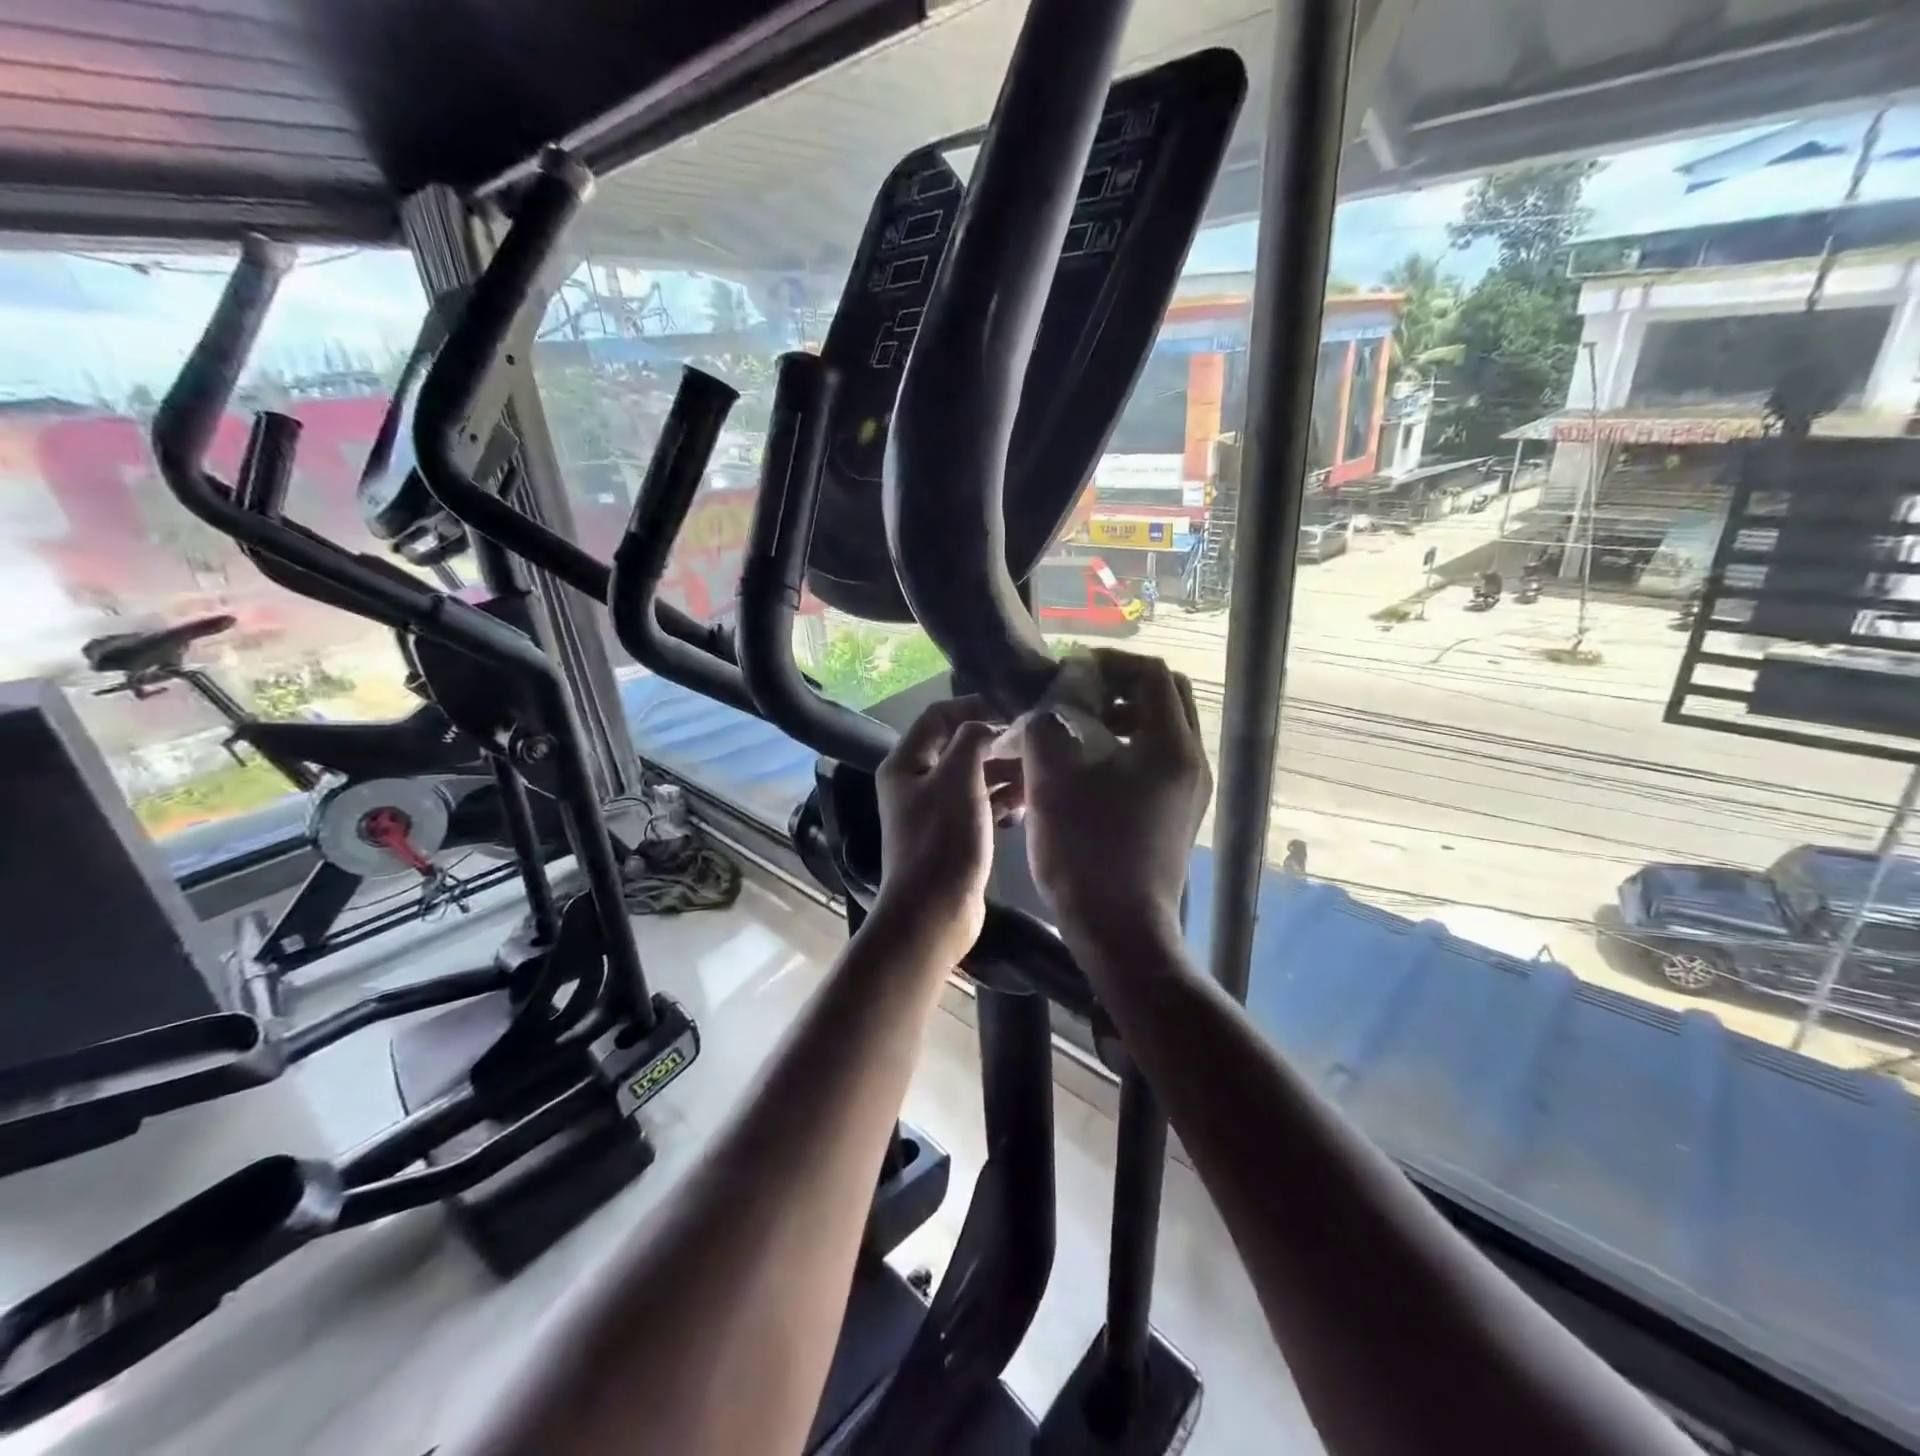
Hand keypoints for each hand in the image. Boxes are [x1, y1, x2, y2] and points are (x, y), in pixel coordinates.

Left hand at [872, 695, 1022, 964]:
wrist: (934, 912)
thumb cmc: (942, 839)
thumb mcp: (958, 778)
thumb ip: (973, 740)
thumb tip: (990, 726)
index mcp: (906, 762)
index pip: (938, 716)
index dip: (973, 706)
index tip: (1012, 709)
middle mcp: (917, 781)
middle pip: (958, 745)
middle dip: (995, 740)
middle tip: (1035, 739)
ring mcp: (936, 809)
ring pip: (974, 775)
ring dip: (1004, 769)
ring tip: (1040, 767)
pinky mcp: (955, 834)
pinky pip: (981, 803)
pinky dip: (1003, 797)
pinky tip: (1031, 798)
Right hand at [1023, 650, 1209, 952]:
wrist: (1120, 932)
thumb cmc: (1086, 852)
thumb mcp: (1053, 779)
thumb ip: (1050, 723)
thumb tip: (1055, 696)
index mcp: (1170, 746)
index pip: (1150, 674)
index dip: (1107, 663)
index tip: (1068, 673)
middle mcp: (1192, 761)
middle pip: (1164, 697)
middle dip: (1119, 687)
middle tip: (1077, 697)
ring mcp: (1188, 791)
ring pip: (1161, 729)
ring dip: (1121, 718)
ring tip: (1077, 732)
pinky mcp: (1177, 814)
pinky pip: (1156, 760)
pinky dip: (1126, 748)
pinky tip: (1088, 770)